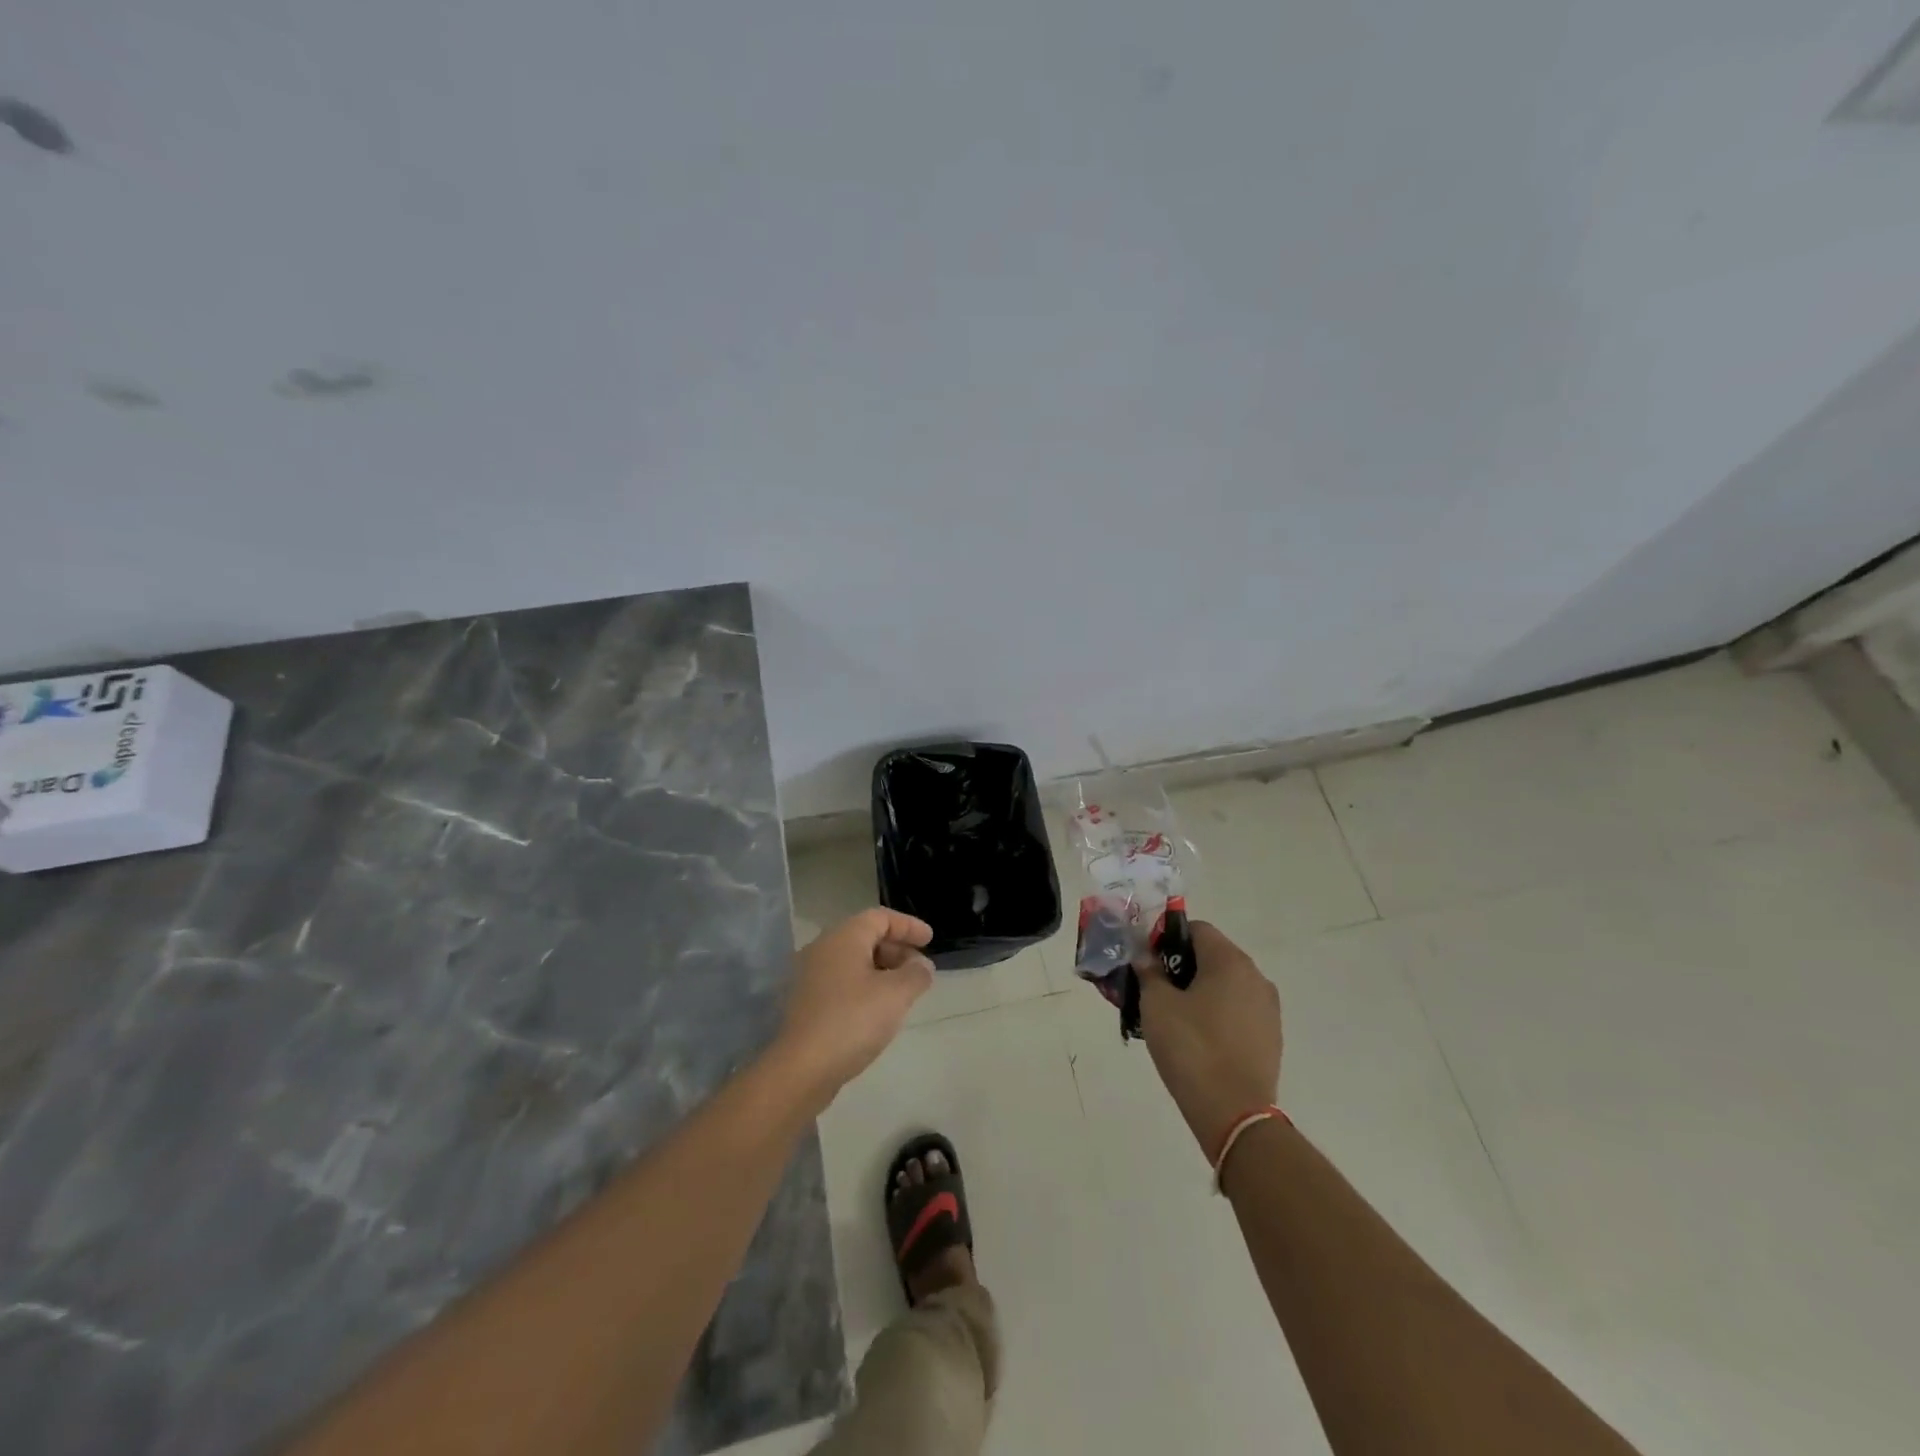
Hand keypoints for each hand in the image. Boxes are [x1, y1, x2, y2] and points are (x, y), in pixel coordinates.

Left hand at [773, 908, 934, 1109]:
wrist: (801, 1068)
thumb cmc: (852, 1020)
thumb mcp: (896, 995)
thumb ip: (916, 974)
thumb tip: (922, 966)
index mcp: (844, 937)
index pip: (880, 917)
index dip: (908, 926)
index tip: (930, 940)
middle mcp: (823, 948)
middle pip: (866, 936)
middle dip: (897, 949)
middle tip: (920, 970)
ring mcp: (810, 976)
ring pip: (854, 961)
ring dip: (882, 970)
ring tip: (904, 992)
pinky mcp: (806, 1002)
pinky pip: (842, 981)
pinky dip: (865, 986)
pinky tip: (878, 1010)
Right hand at [1139, 920, 1282, 1154]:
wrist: (1234, 1113)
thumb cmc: (1191, 1048)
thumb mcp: (1156, 1005)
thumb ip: (1149, 972)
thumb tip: (1146, 957)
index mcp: (1230, 961)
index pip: (1196, 929)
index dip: (1167, 939)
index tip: (1147, 963)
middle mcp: (1255, 977)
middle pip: (1212, 956)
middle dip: (1181, 966)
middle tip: (1154, 990)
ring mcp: (1268, 1008)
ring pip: (1226, 985)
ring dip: (1199, 991)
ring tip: (1173, 1018)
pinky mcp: (1271, 1037)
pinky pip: (1237, 1011)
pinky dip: (1216, 1014)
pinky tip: (1197, 1039)